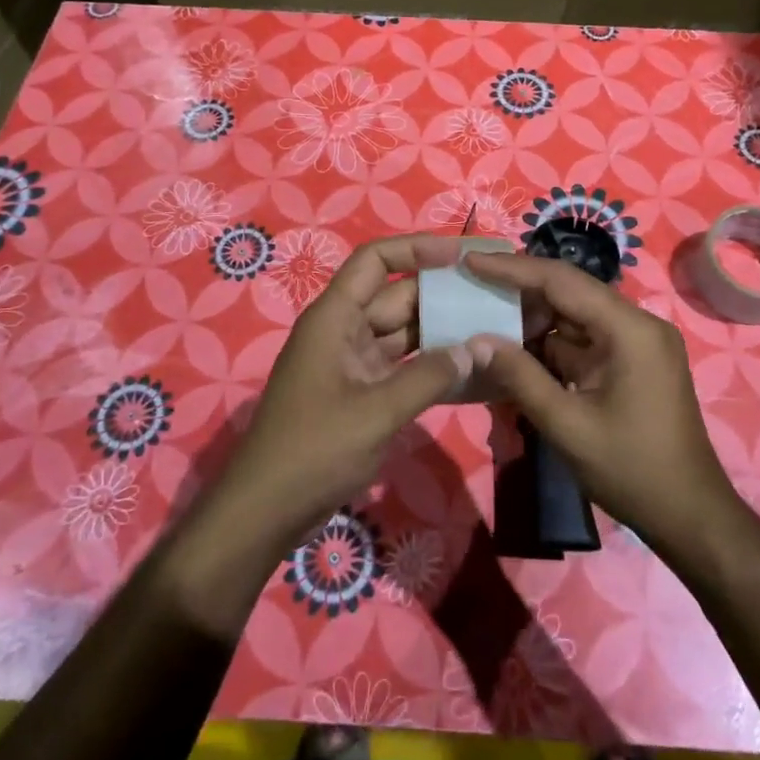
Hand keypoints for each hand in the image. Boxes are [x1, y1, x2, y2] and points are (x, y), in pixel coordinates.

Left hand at [212, 234, 473, 544]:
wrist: (266, 511)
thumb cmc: (314, 449)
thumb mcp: (376, 411)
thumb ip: (429, 377)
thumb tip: (476, 349)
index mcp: (335, 318)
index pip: (375, 260)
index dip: (416, 248)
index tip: (461, 255)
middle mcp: (344, 331)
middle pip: (397, 297)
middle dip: (442, 294)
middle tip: (492, 295)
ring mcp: (352, 363)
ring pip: (404, 334)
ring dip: (442, 333)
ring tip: (492, 328)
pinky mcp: (361, 393)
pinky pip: (402, 368)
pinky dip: (430, 367)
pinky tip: (469, 372)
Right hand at [462, 251, 744, 555]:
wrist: (690, 515)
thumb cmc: (632, 471)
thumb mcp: (567, 426)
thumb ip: (520, 377)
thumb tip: (476, 341)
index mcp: (630, 329)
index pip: (562, 280)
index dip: (513, 268)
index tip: (471, 260)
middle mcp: (638, 324)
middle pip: (570, 291)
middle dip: (520, 290)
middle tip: (472, 287)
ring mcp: (638, 342)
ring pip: (575, 314)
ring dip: (533, 318)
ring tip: (485, 319)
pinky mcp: (633, 361)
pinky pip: (584, 338)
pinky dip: (551, 342)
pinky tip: (517, 350)